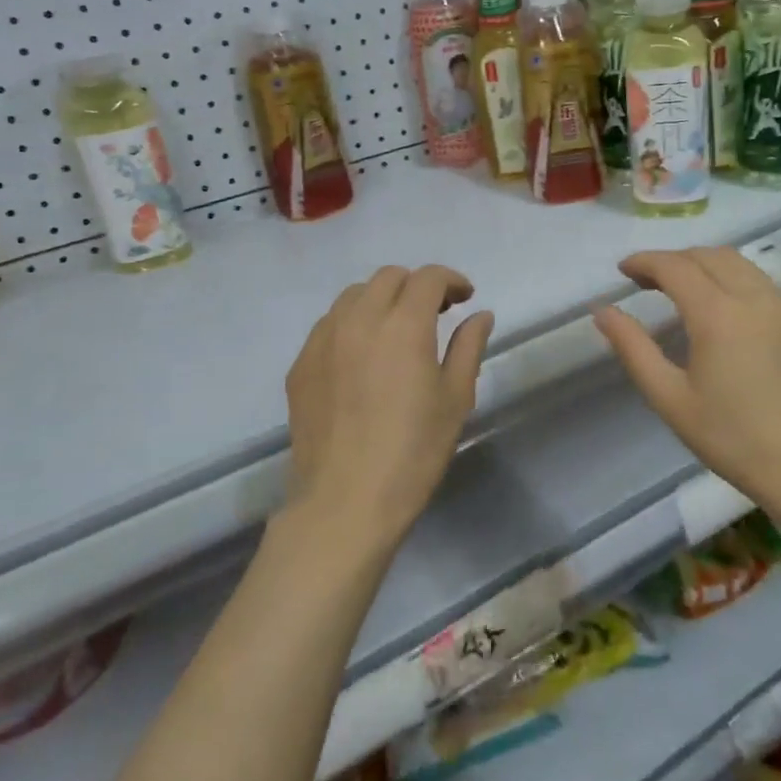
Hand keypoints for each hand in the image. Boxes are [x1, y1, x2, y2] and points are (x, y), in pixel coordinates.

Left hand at [284, 265, 494, 553]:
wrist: (345, 503)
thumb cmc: (413, 452)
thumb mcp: (455, 399)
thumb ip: (468, 347)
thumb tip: (480, 315)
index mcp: (403, 325)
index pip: (427, 278)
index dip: (451, 280)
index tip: (465, 298)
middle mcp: (359, 320)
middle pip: (388, 277)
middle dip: (416, 286)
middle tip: (435, 313)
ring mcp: (323, 340)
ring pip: (353, 296)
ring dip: (381, 300)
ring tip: (396, 330)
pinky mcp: (300, 364)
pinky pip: (329, 325)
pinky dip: (352, 324)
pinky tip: (362, 356)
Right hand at [594, 248, 780, 514]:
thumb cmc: (729, 436)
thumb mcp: (669, 397)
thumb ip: (633, 347)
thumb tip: (602, 311)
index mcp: (718, 314)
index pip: (675, 267)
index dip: (645, 262)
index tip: (623, 270)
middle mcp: (753, 297)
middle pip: (706, 255)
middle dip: (672, 260)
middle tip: (645, 281)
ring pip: (736, 262)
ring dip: (702, 263)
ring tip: (679, 287)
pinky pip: (758, 280)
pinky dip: (730, 277)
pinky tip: (719, 306)